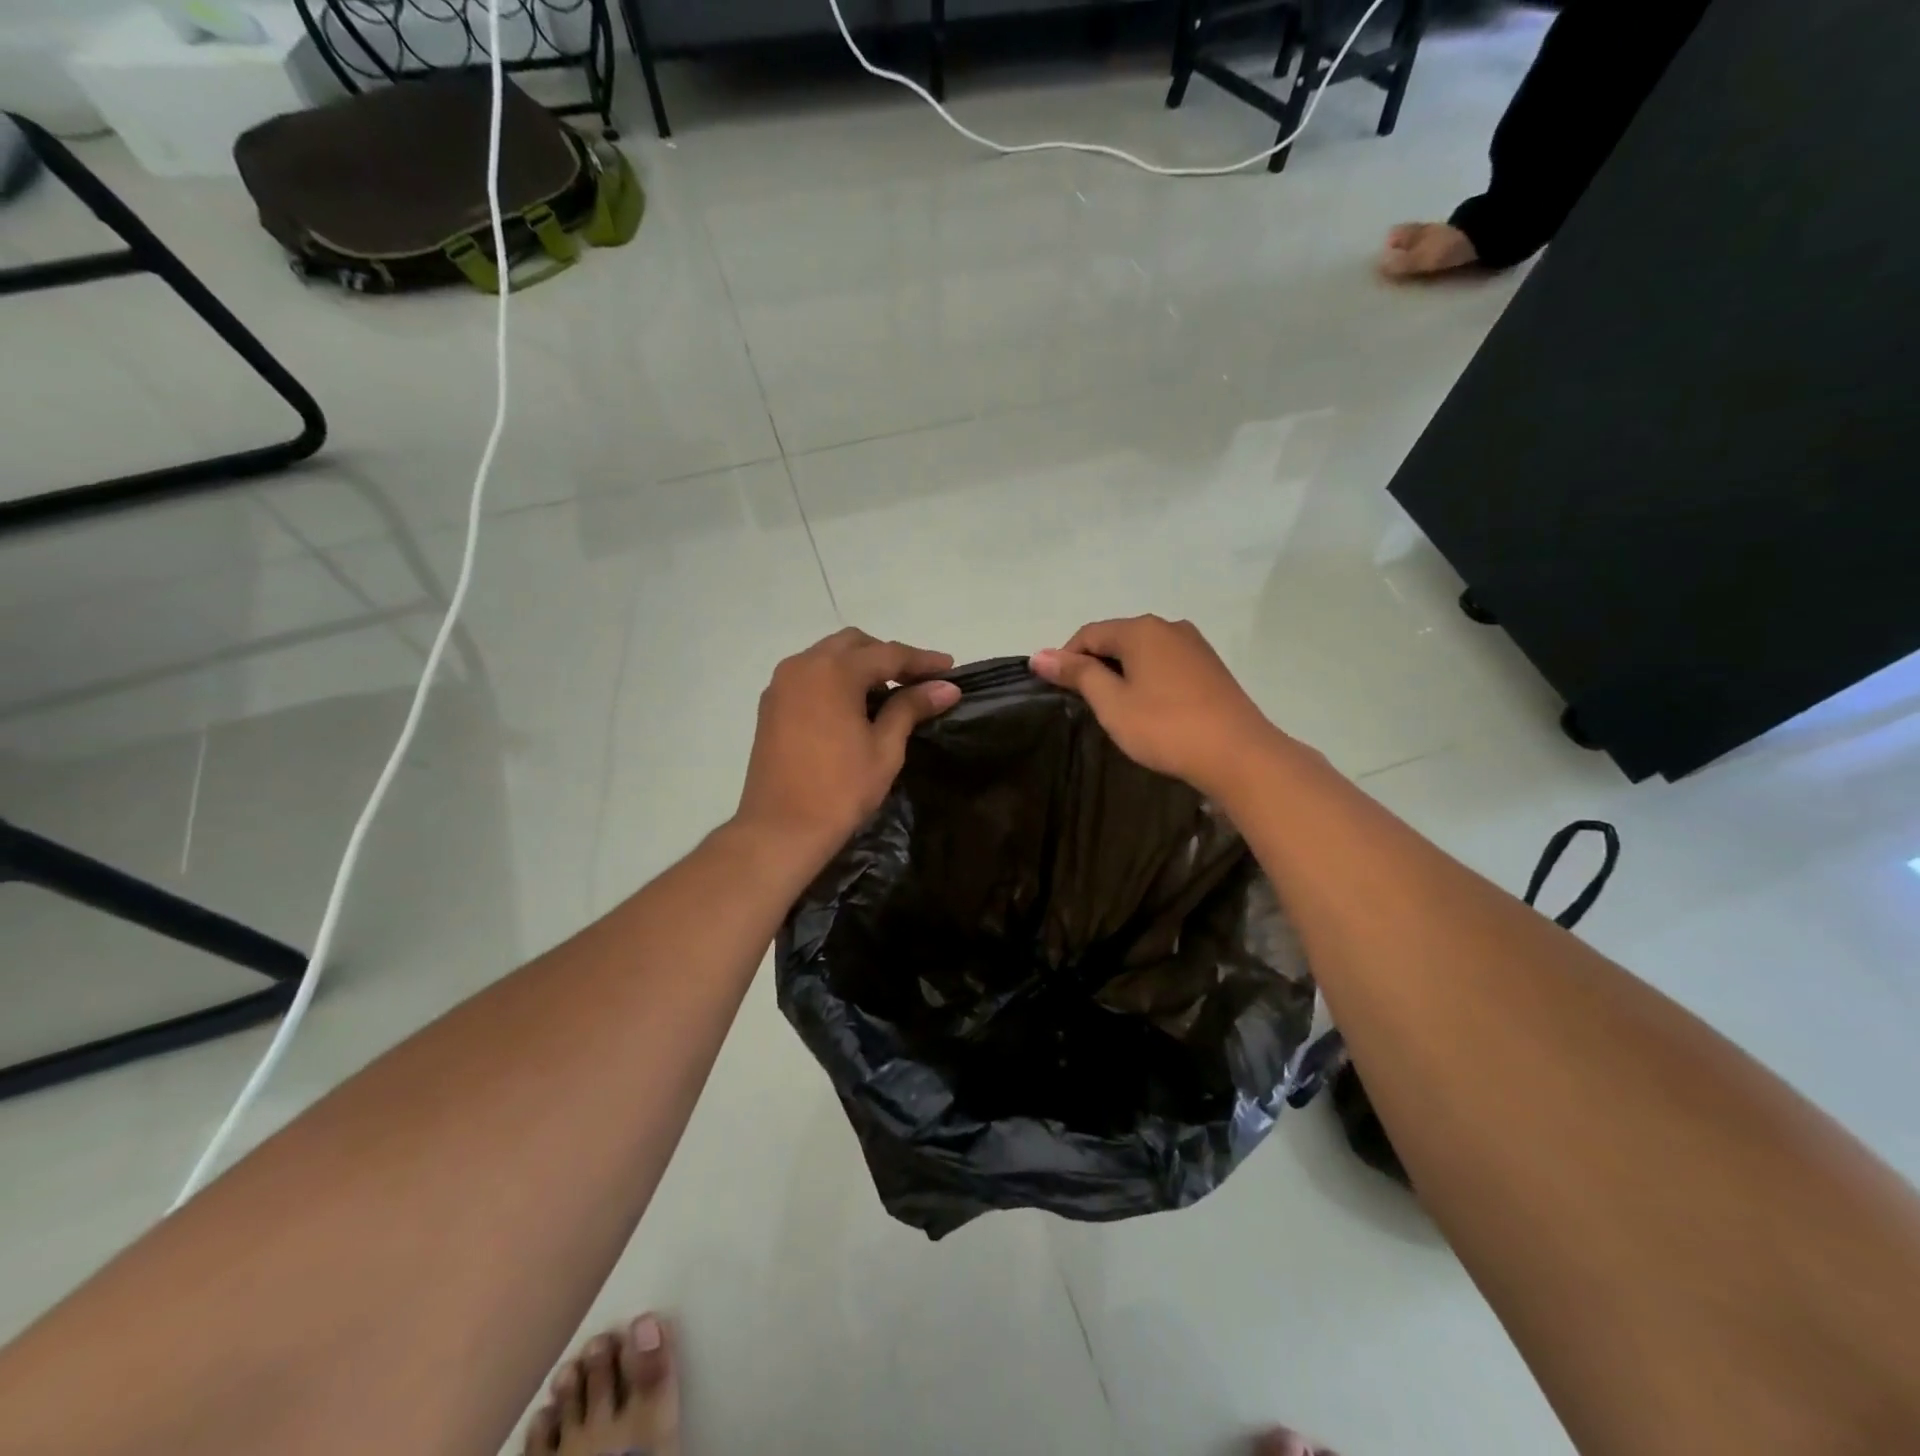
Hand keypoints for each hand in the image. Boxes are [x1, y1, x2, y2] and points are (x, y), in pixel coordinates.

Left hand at [736, 628, 959, 855]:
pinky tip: (854, 705)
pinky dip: (835, 679)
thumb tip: (946, 688)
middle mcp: (803, 665)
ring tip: (888, 693)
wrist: (781, 828)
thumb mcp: (885, 748)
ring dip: (860, 666)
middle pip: (854, 644)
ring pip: (828, 656)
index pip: (888, 654)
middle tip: (917, 681)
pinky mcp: (771, 704)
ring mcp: (782, 684)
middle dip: (888, 657)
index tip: (950, 669)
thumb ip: (911, 708)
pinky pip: (810, 675)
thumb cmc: (840, 789)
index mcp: (834, 672)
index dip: (922, 661)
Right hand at [1031, 616, 1281, 796]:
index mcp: (1141, 629)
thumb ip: (1077, 675)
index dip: (1066, 659)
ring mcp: (1194, 645)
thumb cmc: (1165, 727)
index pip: (1088, 634)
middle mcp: (1169, 626)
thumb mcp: (1112, 703)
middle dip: (1096, 666)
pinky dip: (1148, 678)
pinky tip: (1150, 708)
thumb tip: (1039, 655)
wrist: (1238, 754)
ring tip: (1116, 709)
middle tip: (1086, 705)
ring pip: (1143, 652)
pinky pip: (1166, 663)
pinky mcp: (1210, 666)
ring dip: (1123, 673)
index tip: (1057, 691)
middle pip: (1117, 639)